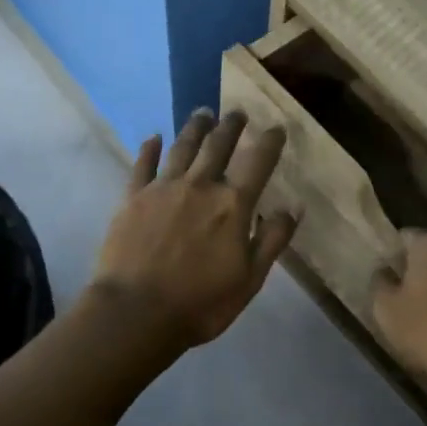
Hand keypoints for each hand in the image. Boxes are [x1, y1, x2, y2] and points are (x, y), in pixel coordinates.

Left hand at [91, 109, 298, 348]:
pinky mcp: (132, 198)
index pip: (258, 162)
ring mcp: (163, 189)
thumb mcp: (250, 278)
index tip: (276, 127)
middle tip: (237, 113)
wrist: (136, 312)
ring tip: (203, 113)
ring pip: (183, 148)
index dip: (270, 142)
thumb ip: (273, 239)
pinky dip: (150, 149)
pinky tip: (154, 138)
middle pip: (218, 146)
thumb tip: (294, 206)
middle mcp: (200, 186)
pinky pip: (142, 165)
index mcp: (233, 205)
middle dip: (231, 126)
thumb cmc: (201, 302)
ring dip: (195, 128)